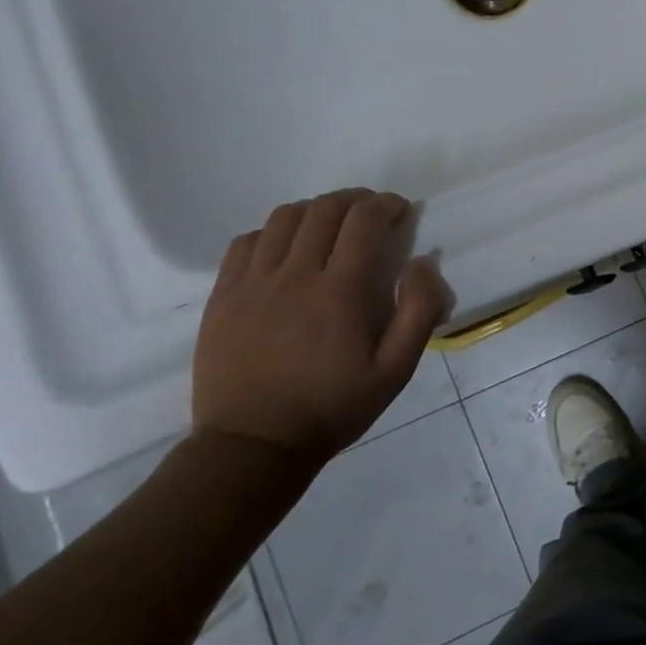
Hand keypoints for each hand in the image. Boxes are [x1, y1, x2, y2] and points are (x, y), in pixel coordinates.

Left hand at [192, 189, 449, 464]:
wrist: (253, 445)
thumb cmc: (334, 407)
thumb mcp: (396, 370)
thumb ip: (419, 311)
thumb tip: (422, 262)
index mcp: (340, 292)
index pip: (363, 221)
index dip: (386, 204)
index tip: (400, 211)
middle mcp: (294, 276)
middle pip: (324, 209)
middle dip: (355, 200)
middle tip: (372, 213)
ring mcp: (252, 283)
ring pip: (284, 218)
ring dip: (316, 210)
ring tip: (332, 226)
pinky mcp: (223, 296)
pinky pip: (246, 242)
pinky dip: (273, 232)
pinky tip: (288, 249)